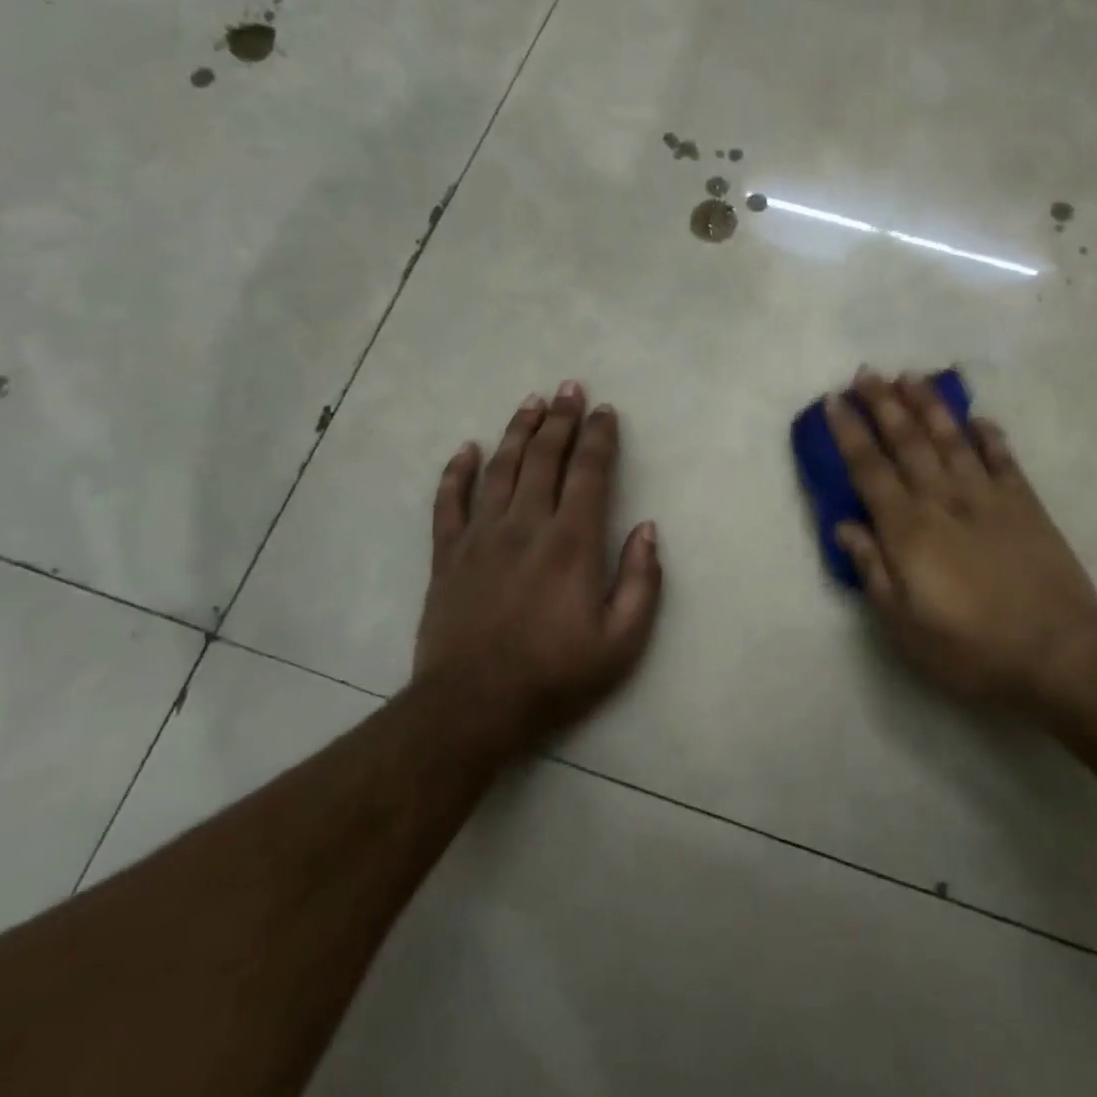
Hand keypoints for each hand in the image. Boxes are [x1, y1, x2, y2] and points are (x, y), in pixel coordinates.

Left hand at [414, 382, 661, 755]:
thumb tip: (648, 529)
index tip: (605, 411)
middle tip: (569, 389)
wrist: (471, 708)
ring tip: (531, 402)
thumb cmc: (555, 675)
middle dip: (560, 420)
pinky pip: (449, 503)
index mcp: (572, 543)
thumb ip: (641, 581)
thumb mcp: (622, 641)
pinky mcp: (448, 556)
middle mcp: (527, 526)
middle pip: (545, 458)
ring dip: (518, 432)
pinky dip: (457, 472)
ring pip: (501, 469)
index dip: (600, 438)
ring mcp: (481, 537)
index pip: (589, 473)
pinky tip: (467, 449)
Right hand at [827, 369, 1096, 707]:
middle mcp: (943, 500)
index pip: (869, 469)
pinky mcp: (1025, 504)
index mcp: (908, 529)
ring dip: (928, 405)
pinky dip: (990, 435)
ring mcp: (987, 497)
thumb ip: (873, 570)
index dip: (849, 432)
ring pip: (951, 438)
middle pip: (907, 441)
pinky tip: (979, 418)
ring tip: (911, 376)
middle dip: (883, 404)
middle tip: (867, 373)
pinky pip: (1003, 459)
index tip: (835, 401)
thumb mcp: (903, 624)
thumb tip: (845, 526)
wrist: (1056, 651)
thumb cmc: (969, 647)